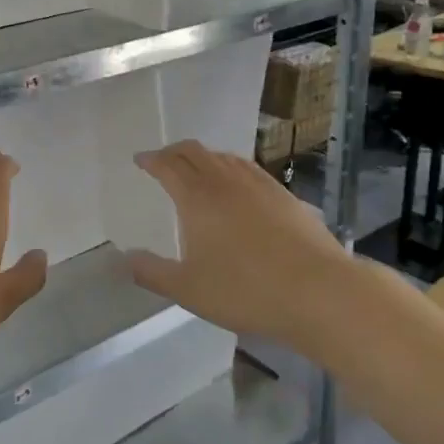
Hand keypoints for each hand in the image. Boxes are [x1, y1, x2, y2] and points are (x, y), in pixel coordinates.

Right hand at [128, 140, 356, 351]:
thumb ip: (153, 273)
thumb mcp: (188, 290)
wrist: (318, 291)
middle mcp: (225, 181)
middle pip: (195, 152)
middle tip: (163, 161)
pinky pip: (249, 169)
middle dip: (174, 152)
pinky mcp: (285, 195)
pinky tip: (238, 185)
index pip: (168, 165)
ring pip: (224, 157)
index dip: (151, 160)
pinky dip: (232, 167)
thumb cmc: (245, 290)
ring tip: (197, 169)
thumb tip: (126, 258)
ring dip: (204, 157)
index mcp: (197, 197)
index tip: (140, 160)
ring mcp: (259, 184)